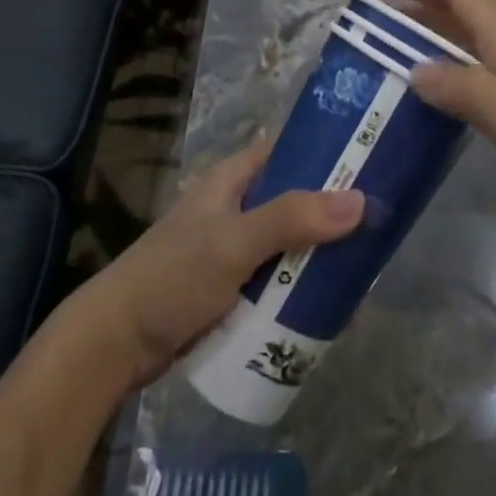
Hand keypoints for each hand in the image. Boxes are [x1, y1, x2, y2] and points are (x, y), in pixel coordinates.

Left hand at [64, 141, 363, 388]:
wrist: (115, 345)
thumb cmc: (172, 277)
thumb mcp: (234, 242)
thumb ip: (293, 219)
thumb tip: (360, 200)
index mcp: (233, 180)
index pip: (288, 151)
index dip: (327, 152)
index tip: (372, 161)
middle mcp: (237, 207)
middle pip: (296, 200)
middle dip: (333, 213)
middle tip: (380, 225)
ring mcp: (235, 250)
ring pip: (291, 243)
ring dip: (320, 255)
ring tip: (365, 268)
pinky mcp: (234, 288)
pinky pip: (279, 280)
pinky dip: (302, 287)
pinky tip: (332, 303)